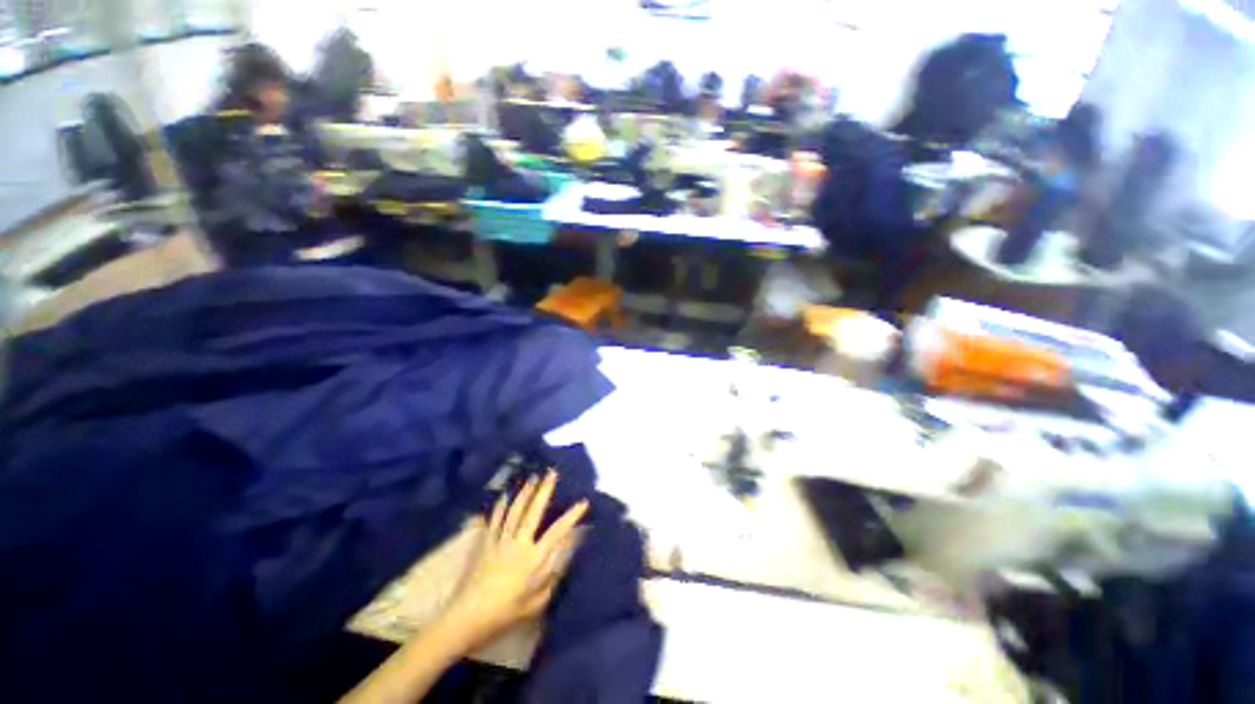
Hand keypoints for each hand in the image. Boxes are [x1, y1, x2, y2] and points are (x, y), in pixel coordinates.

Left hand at [440, 470, 587, 650]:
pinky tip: (505, 495)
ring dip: (525, 492)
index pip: (558, 531)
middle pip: (534, 510)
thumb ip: (550, 579)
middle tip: (551, 472)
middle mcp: (519, 543)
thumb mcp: (535, 603)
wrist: (467, 617)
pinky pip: (495, 519)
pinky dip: (501, 505)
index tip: (583, 502)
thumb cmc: (506, 612)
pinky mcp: (486, 542)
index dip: (572, 515)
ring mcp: (500, 540)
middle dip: (544, 489)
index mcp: (534, 558)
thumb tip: (559, 560)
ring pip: (515, 509)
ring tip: (532, 477)